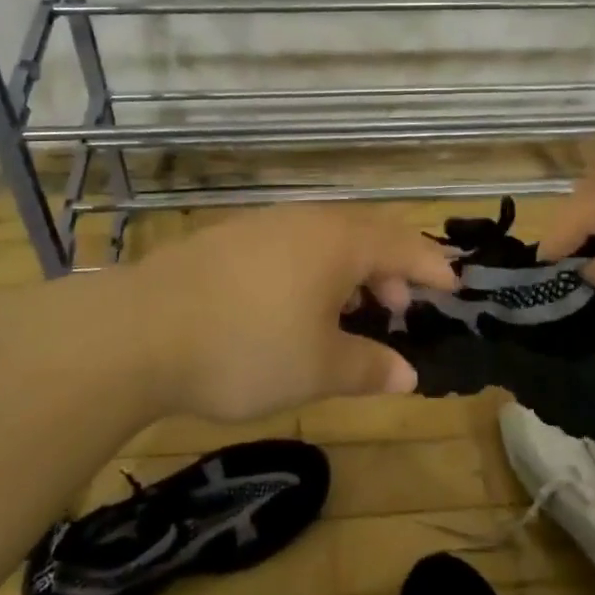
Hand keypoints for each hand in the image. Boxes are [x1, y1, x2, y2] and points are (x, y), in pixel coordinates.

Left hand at [119, 204, 458, 423]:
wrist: (140, 330)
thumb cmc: (247, 347)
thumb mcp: (318, 368)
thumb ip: (368, 367)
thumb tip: (408, 374)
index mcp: (338, 242)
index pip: (402, 245)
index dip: (431, 265)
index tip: (454, 286)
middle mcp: (305, 221)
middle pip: (364, 235)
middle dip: (390, 269)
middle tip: (400, 307)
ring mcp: (263, 225)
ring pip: (324, 240)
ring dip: (349, 271)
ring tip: (349, 313)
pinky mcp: (229, 240)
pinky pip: (291, 246)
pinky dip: (312, 271)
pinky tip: (295, 306)